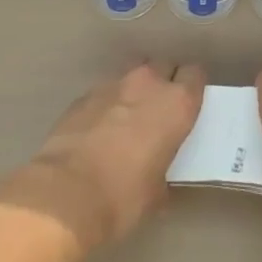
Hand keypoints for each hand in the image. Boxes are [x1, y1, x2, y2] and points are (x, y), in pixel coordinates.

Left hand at [0, 61, 204, 250]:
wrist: (66, 194)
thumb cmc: (124, 196)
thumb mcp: (157, 192)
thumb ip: (163, 169)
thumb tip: (157, 175)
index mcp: (177, 103)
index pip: (195, 75)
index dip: (192, 88)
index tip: (188, 106)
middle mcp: (148, 83)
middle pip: (164, 66)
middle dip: (164, 83)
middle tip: (159, 111)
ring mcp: (113, 84)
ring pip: (133, 74)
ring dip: (135, 90)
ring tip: (128, 117)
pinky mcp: (84, 95)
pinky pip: (105, 92)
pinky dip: (108, 104)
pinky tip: (99, 130)